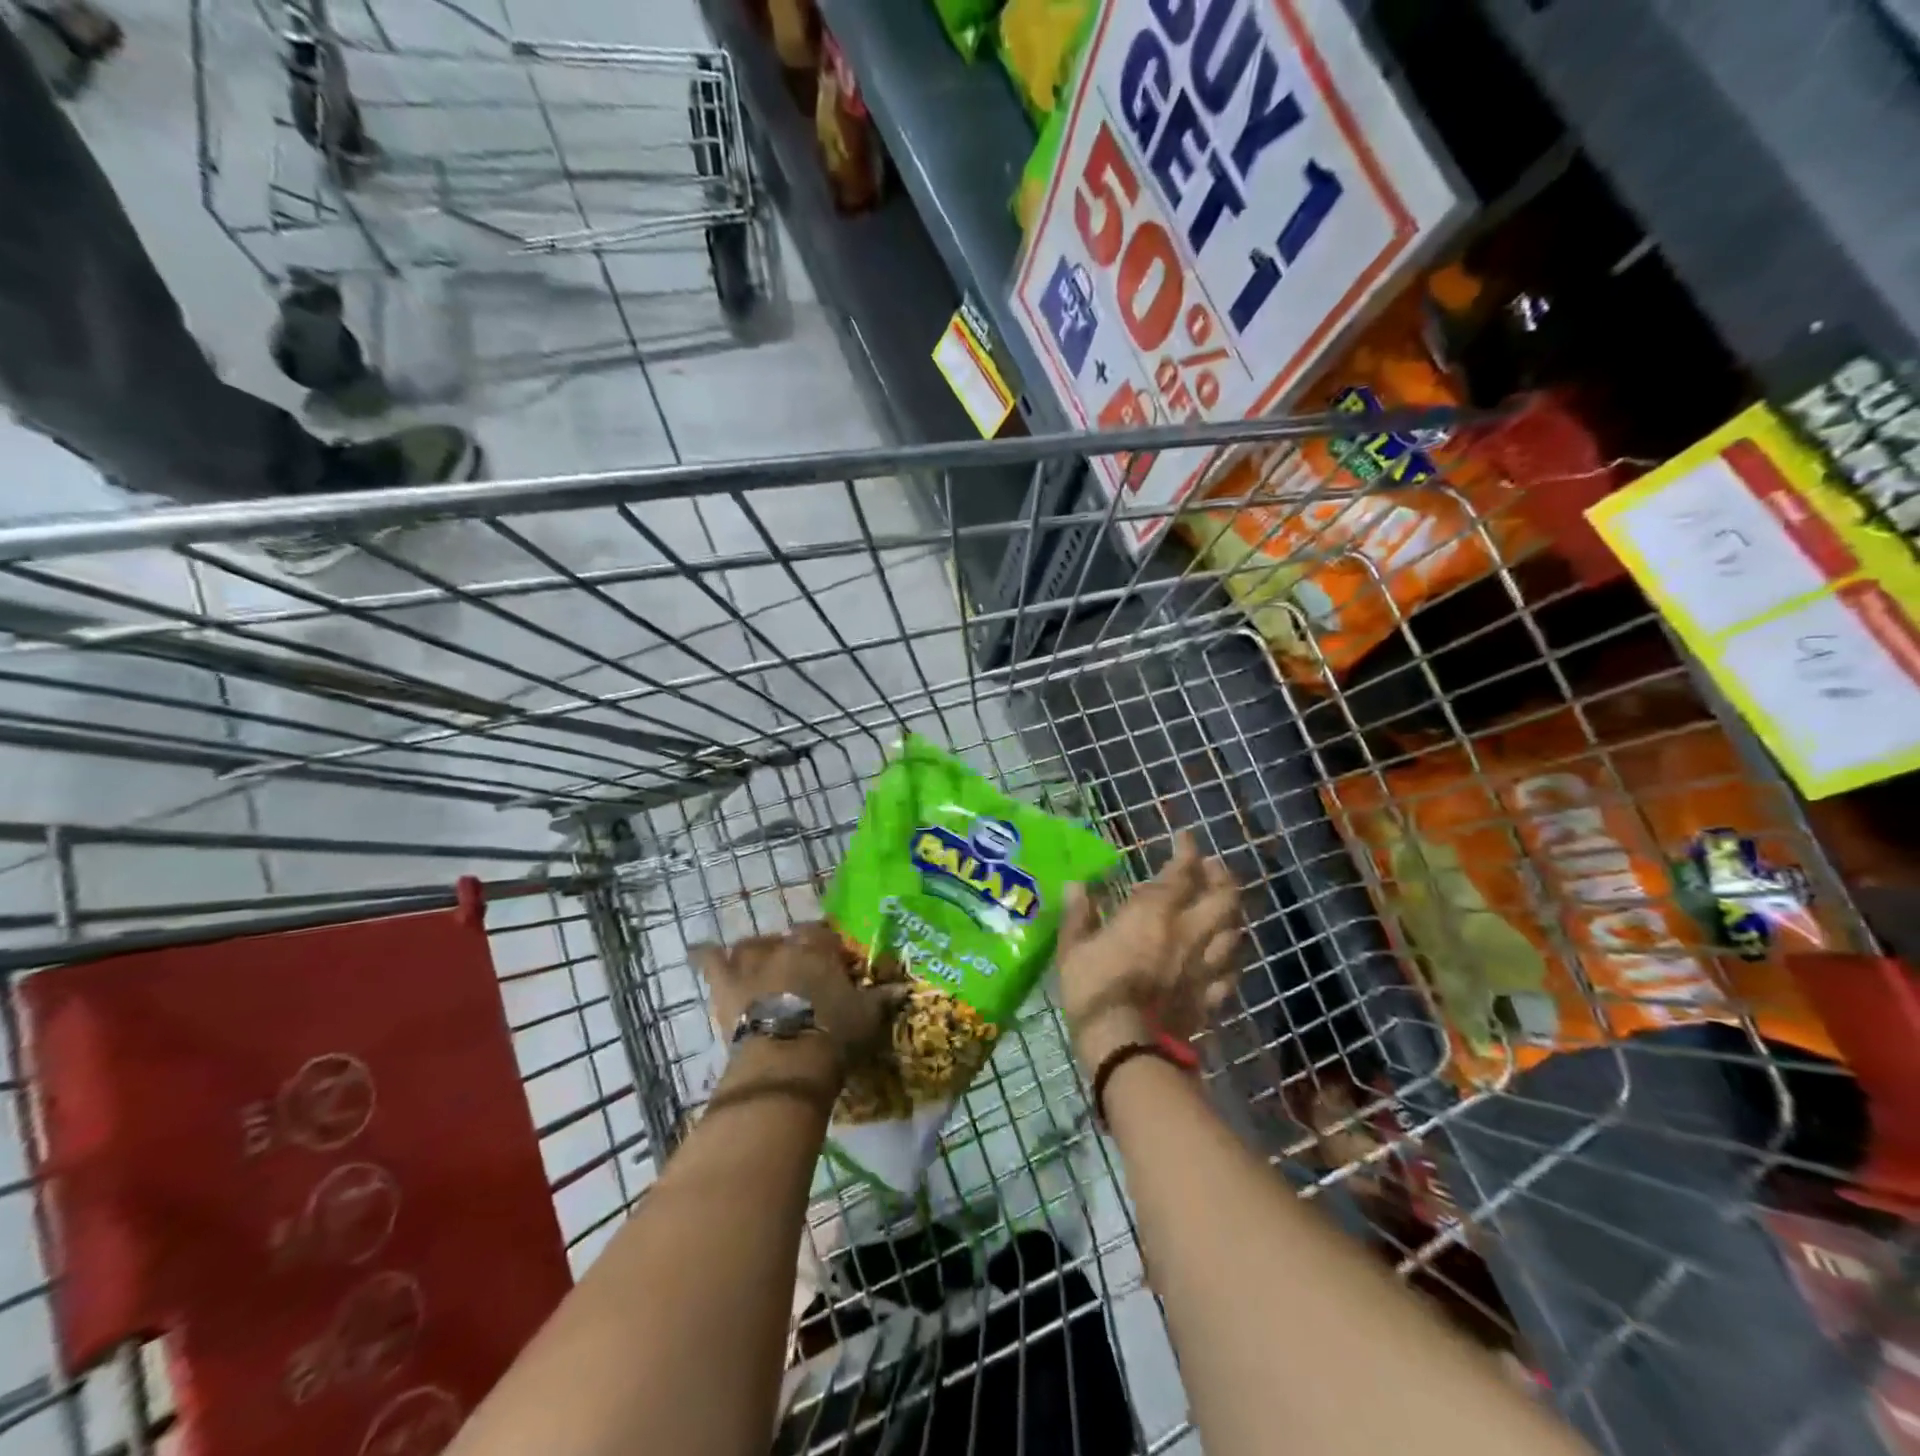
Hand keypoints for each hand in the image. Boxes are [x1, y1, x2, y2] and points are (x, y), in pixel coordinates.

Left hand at [690, 922, 900, 1071]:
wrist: (787, 1061)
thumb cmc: (833, 1035)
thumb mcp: (868, 1017)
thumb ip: (883, 999)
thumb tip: (903, 988)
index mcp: (820, 949)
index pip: (824, 933)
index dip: (827, 945)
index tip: (832, 959)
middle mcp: (785, 947)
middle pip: (787, 938)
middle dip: (791, 949)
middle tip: (797, 970)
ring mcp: (752, 963)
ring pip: (751, 945)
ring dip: (755, 952)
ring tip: (758, 963)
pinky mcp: (726, 985)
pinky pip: (710, 960)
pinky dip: (706, 954)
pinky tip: (702, 950)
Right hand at [1056, 832, 1241, 1068]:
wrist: (1128, 1049)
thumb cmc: (1095, 991)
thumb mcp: (1073, 949)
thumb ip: (1078, 915)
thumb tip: (1078, 885)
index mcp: (1154, 914)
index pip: (1182, 872)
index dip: (1187, 852)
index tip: (1185, 839)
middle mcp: (1188, 933)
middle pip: (1223, 898)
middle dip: (1221, 877)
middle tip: (1212, 868)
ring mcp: (1205, 966)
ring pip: (1235, 931)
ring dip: (1232, 912)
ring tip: (1222, 906)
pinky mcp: (1211, 997)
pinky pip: (1231, 970)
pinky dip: (1231, 956)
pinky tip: (1224, 954)